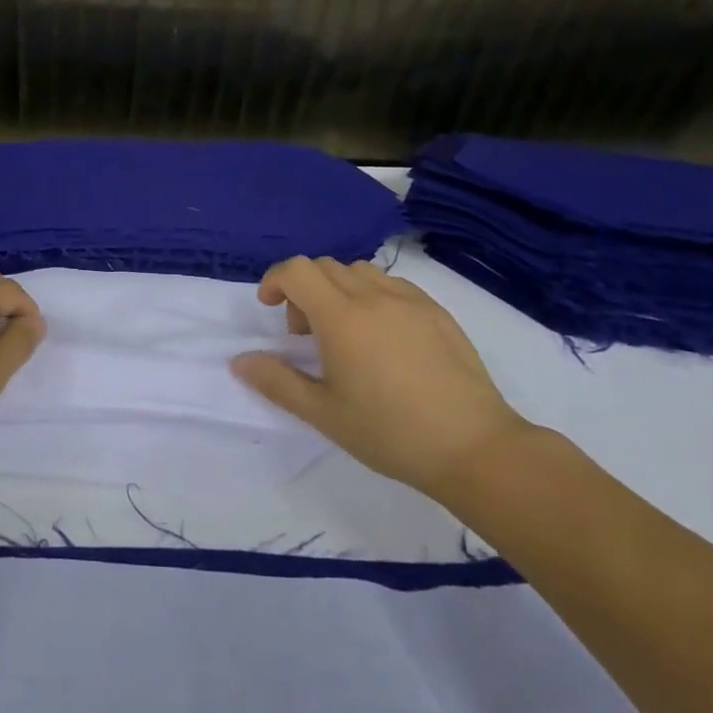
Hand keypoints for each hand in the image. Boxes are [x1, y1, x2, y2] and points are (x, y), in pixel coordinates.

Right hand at [230, 257, 531, 502]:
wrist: (473, 447)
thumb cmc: (389, 432)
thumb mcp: (323, 413)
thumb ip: (276, 381)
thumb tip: (239, 360)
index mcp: (341, 317)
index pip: (297, 270)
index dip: (275, 281)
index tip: (270, 309)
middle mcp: (374, 297)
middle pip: (325, 266)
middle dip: (303, 289)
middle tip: (306, 334)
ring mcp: (410, 300)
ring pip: (360, 272)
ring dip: (338, 289)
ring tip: (345, 333)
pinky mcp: (437, 312)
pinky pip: (392, 285)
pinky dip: (372, 296)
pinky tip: (382, 338)